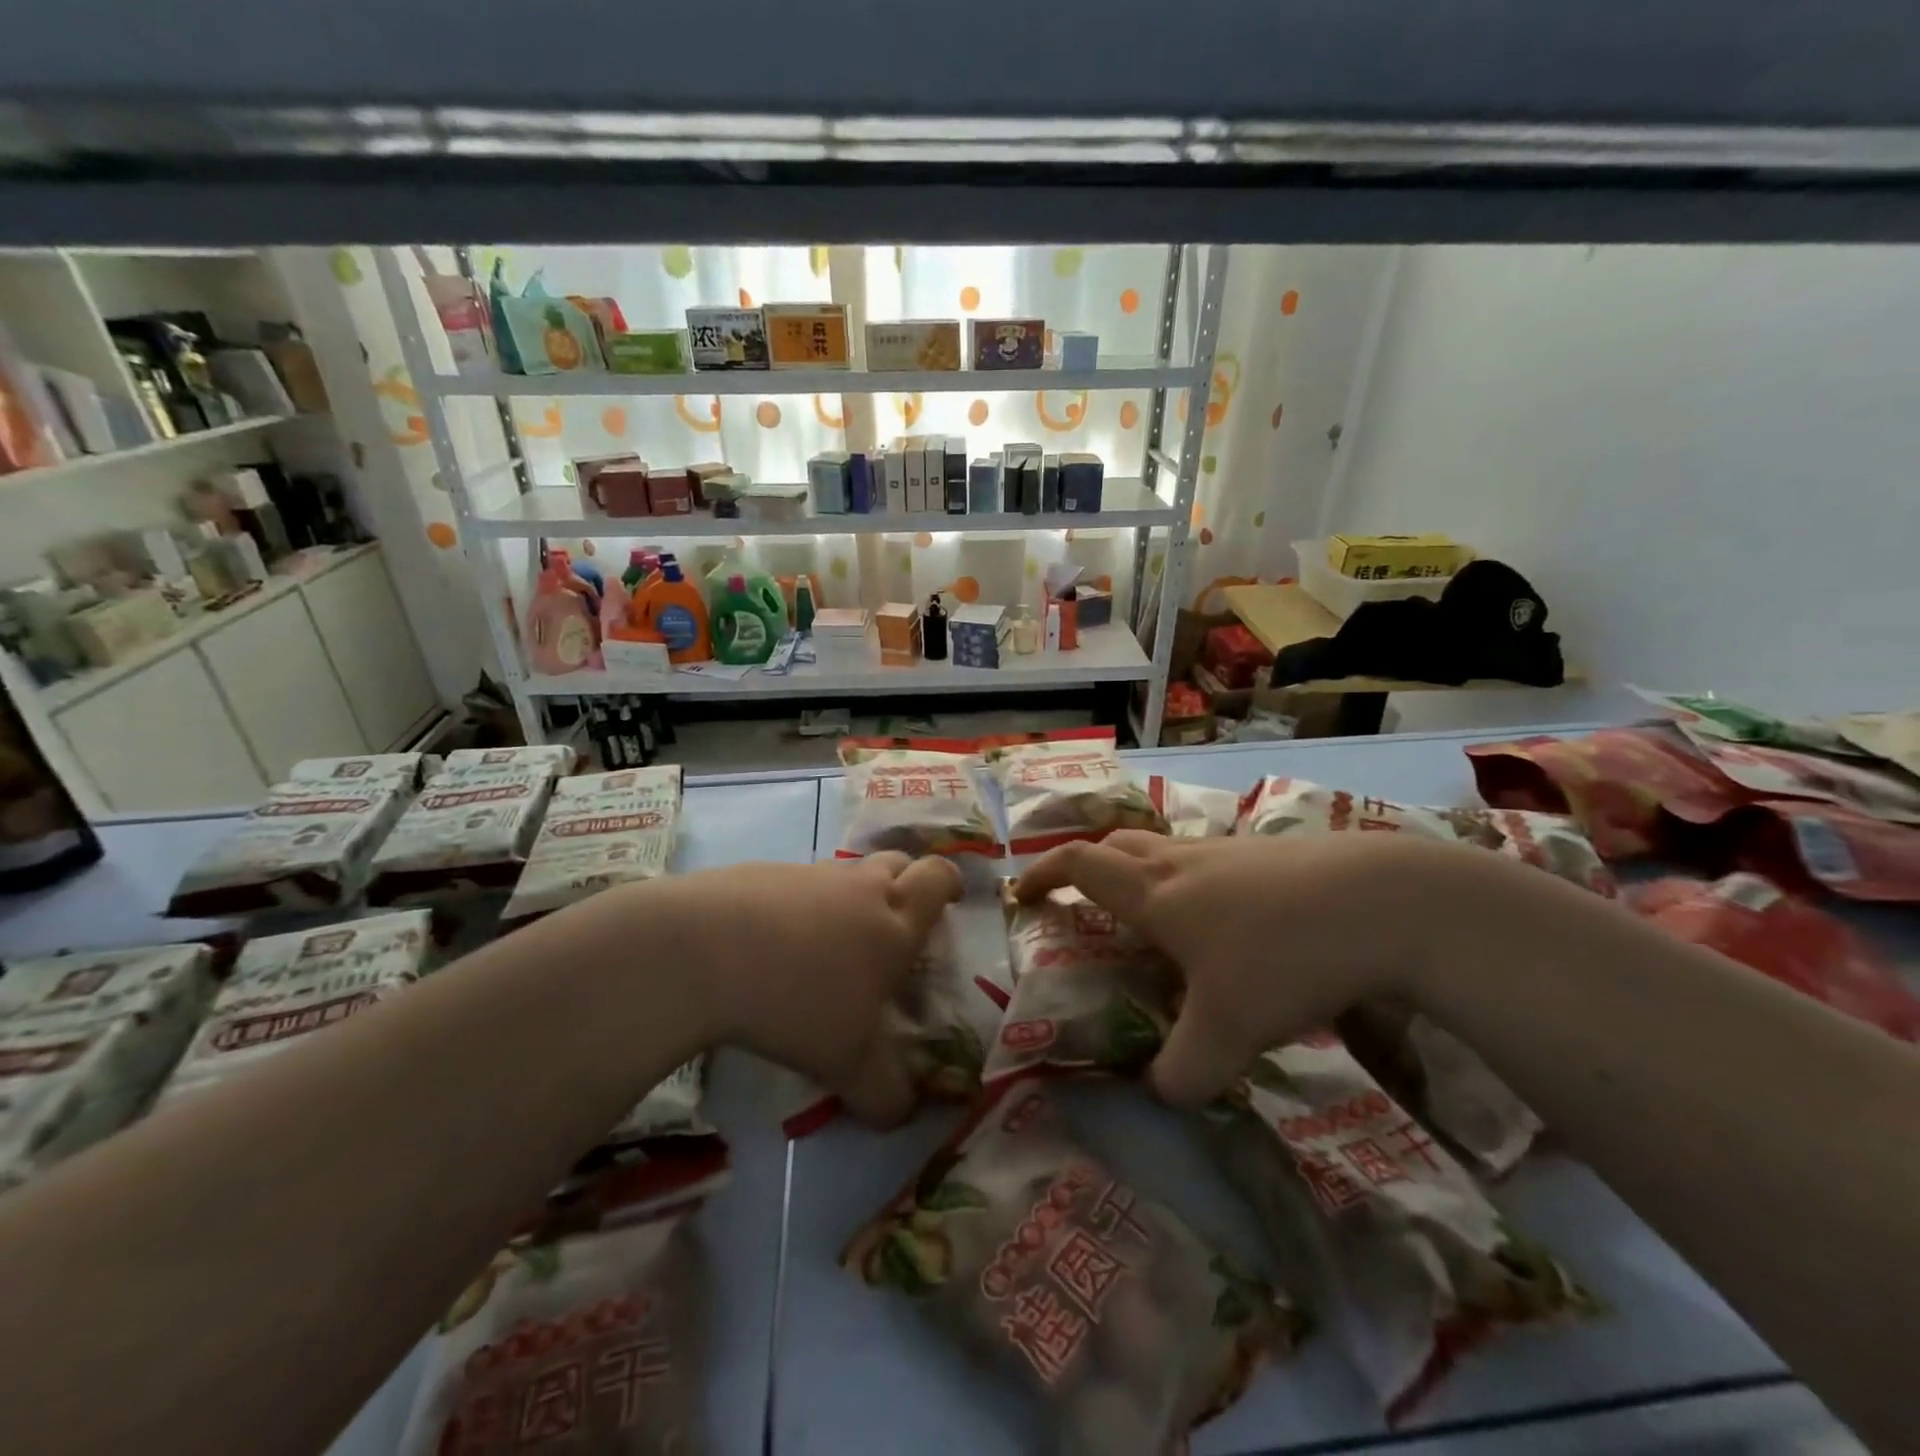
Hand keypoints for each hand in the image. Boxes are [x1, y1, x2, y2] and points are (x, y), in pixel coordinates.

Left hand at [649, 853, 961, 1124]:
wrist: (703, 952)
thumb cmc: (798, 1002)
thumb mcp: (848, 1064)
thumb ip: (885, 1092)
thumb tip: (904, 1114)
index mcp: (893, 921)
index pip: (938, 878)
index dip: (949, 882)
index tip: (950, 898)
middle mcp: (857, 887)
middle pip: (897, 861)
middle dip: (906, 881)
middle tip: (896, 919)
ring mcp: (807, 874)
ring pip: (844, 872)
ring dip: (849, 895)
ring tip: (829, 943)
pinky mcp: (759, 873)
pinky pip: (794, 884)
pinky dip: (798, 905)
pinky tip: (771, 944)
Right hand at [1014, 830, 1465, 1105]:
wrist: (1383, 901)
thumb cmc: (1283, 957)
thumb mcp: (1228, 1030)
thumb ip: (1185, 1071)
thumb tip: (1161, 1095)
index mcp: (1154, 892)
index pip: (1079, 864)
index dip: (1043, 874)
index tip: (1024, 894)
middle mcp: (1182, 861)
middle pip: (1116, 843)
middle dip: (1087, 866)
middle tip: (1083, 900)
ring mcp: (1228, 851)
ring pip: (1164, 848)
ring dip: (1141, 872)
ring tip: (1153, 919)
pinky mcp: (1271, 855)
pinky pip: (1208, 859)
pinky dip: (1191, 881)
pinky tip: (1224, 922)